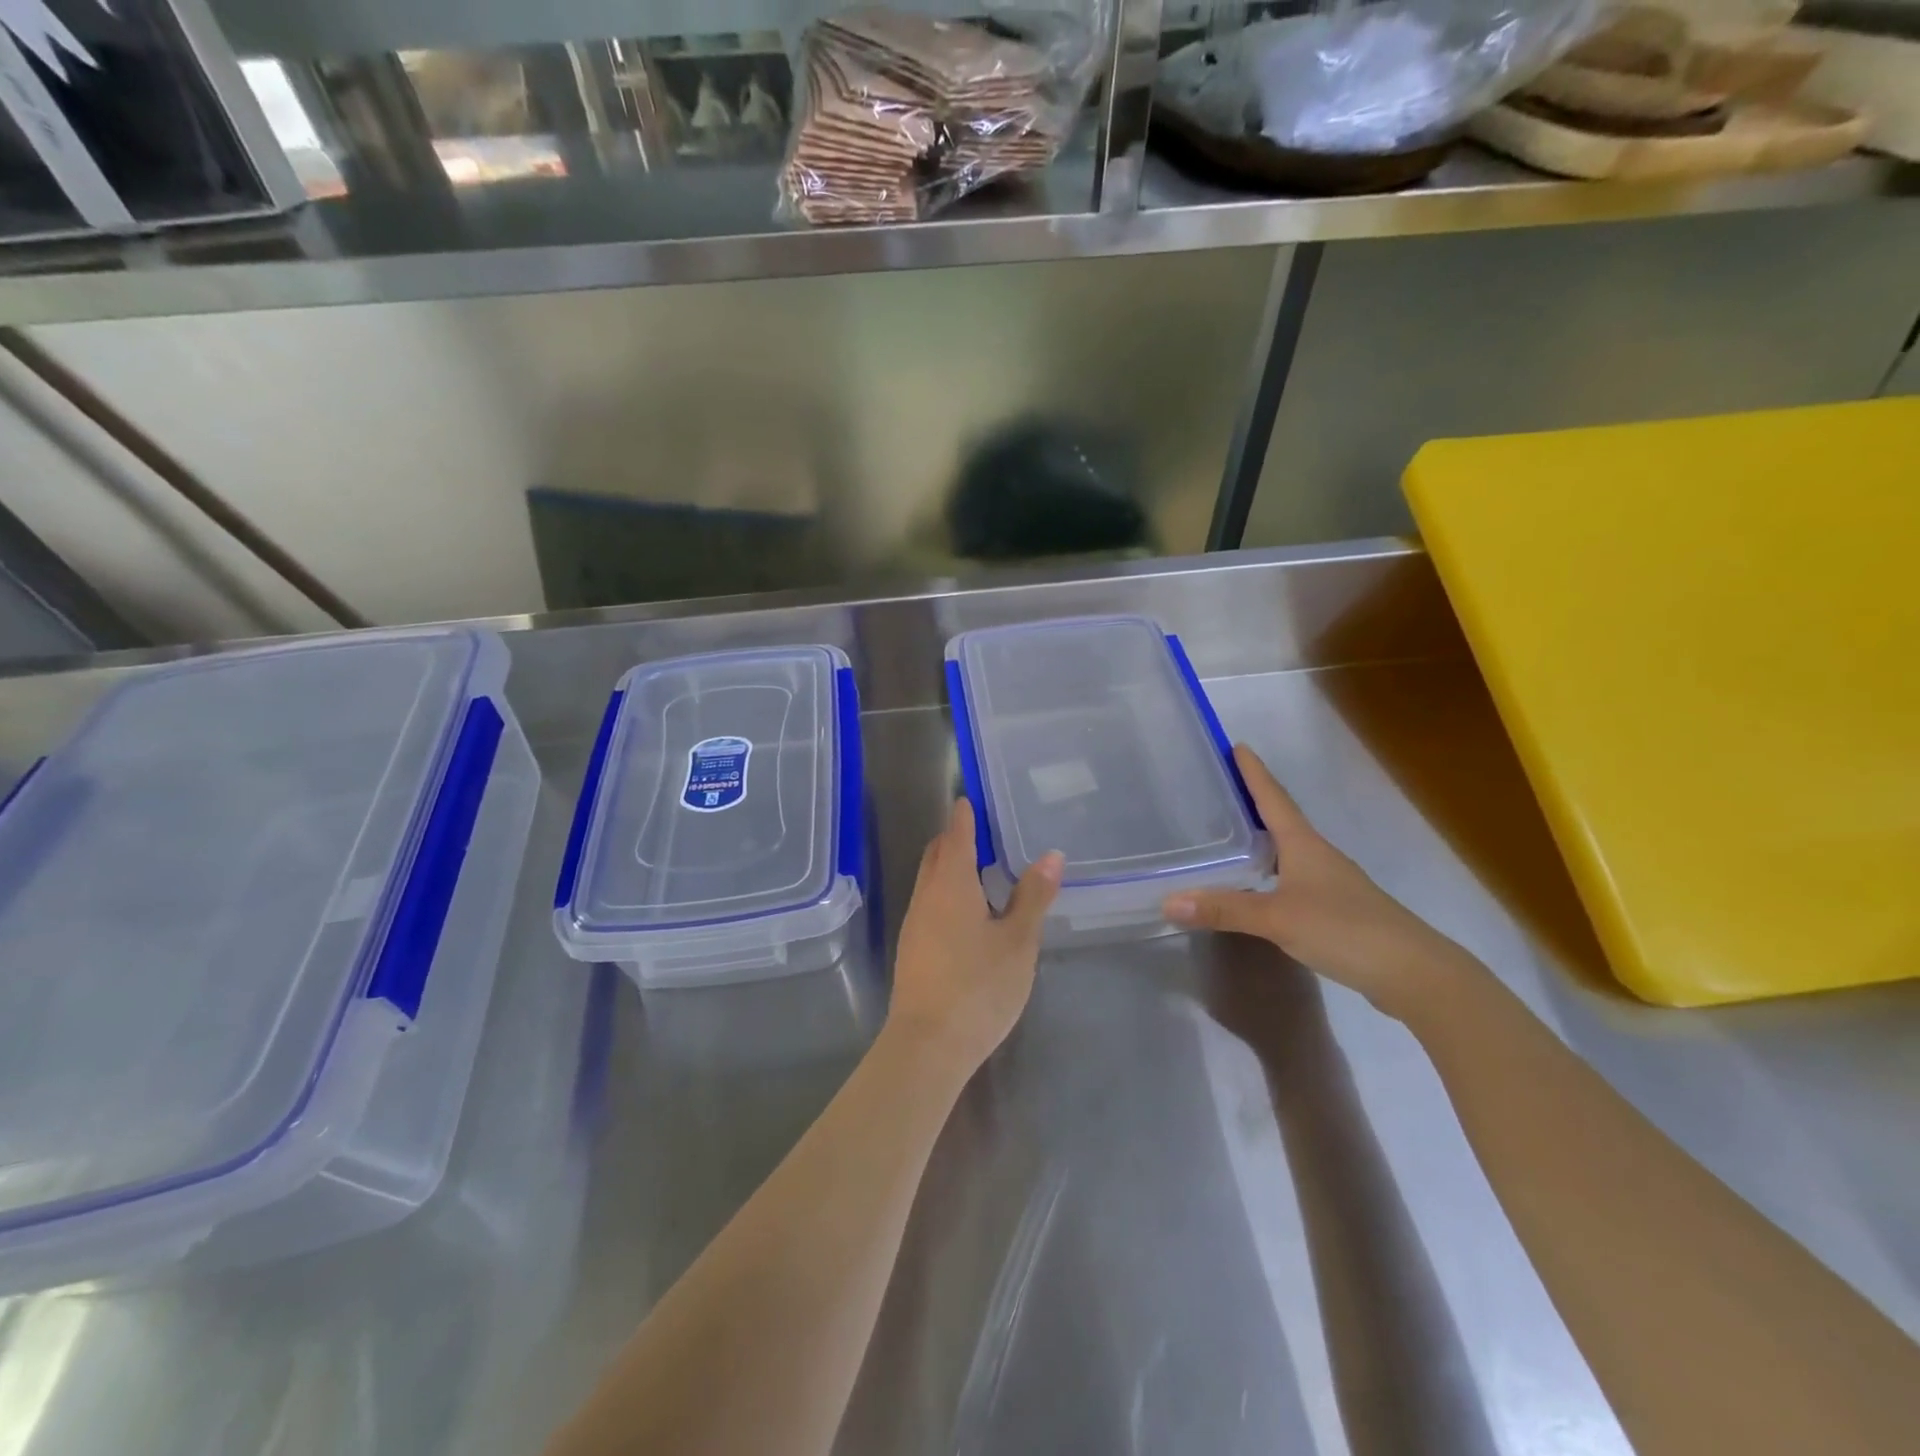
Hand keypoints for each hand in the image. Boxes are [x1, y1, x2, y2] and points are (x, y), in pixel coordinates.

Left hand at [888, 798, 1061, 1076]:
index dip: (964, 816)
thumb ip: (1033, 897)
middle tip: (984, 833)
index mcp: (951, 884)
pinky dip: (947, 893)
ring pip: (930, 881)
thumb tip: (1051, 855)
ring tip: (983, 870)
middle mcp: (926, 896)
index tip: (970, 799)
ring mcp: (914, 923)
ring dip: (950, 868)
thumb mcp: (1018, 941)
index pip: (956, 835)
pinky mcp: (912, 948)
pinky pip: (929, 904)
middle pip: (936, 854)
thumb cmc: (978, 987)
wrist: (927, 1045)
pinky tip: (969, 913)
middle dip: (955, 839)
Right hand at [1163, 744, 1475, 1019]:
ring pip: (1290, 851)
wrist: (1414, 973)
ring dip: (1263, 839)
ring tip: (1232, 834)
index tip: (1237, 746)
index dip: (1255, 773)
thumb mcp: (1277, 918)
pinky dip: (1272, 872)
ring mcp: (1332, 883)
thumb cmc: (1344, 929)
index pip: (1274, 799)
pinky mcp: (1337, 909)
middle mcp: (1319, 856)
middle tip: (1221, 789)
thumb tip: (1168, 900)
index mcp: (1305, 845)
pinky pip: (1294, 878)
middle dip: (1254, 802)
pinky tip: (1259, 886)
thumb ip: (1223, 909)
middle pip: (1282, 820)